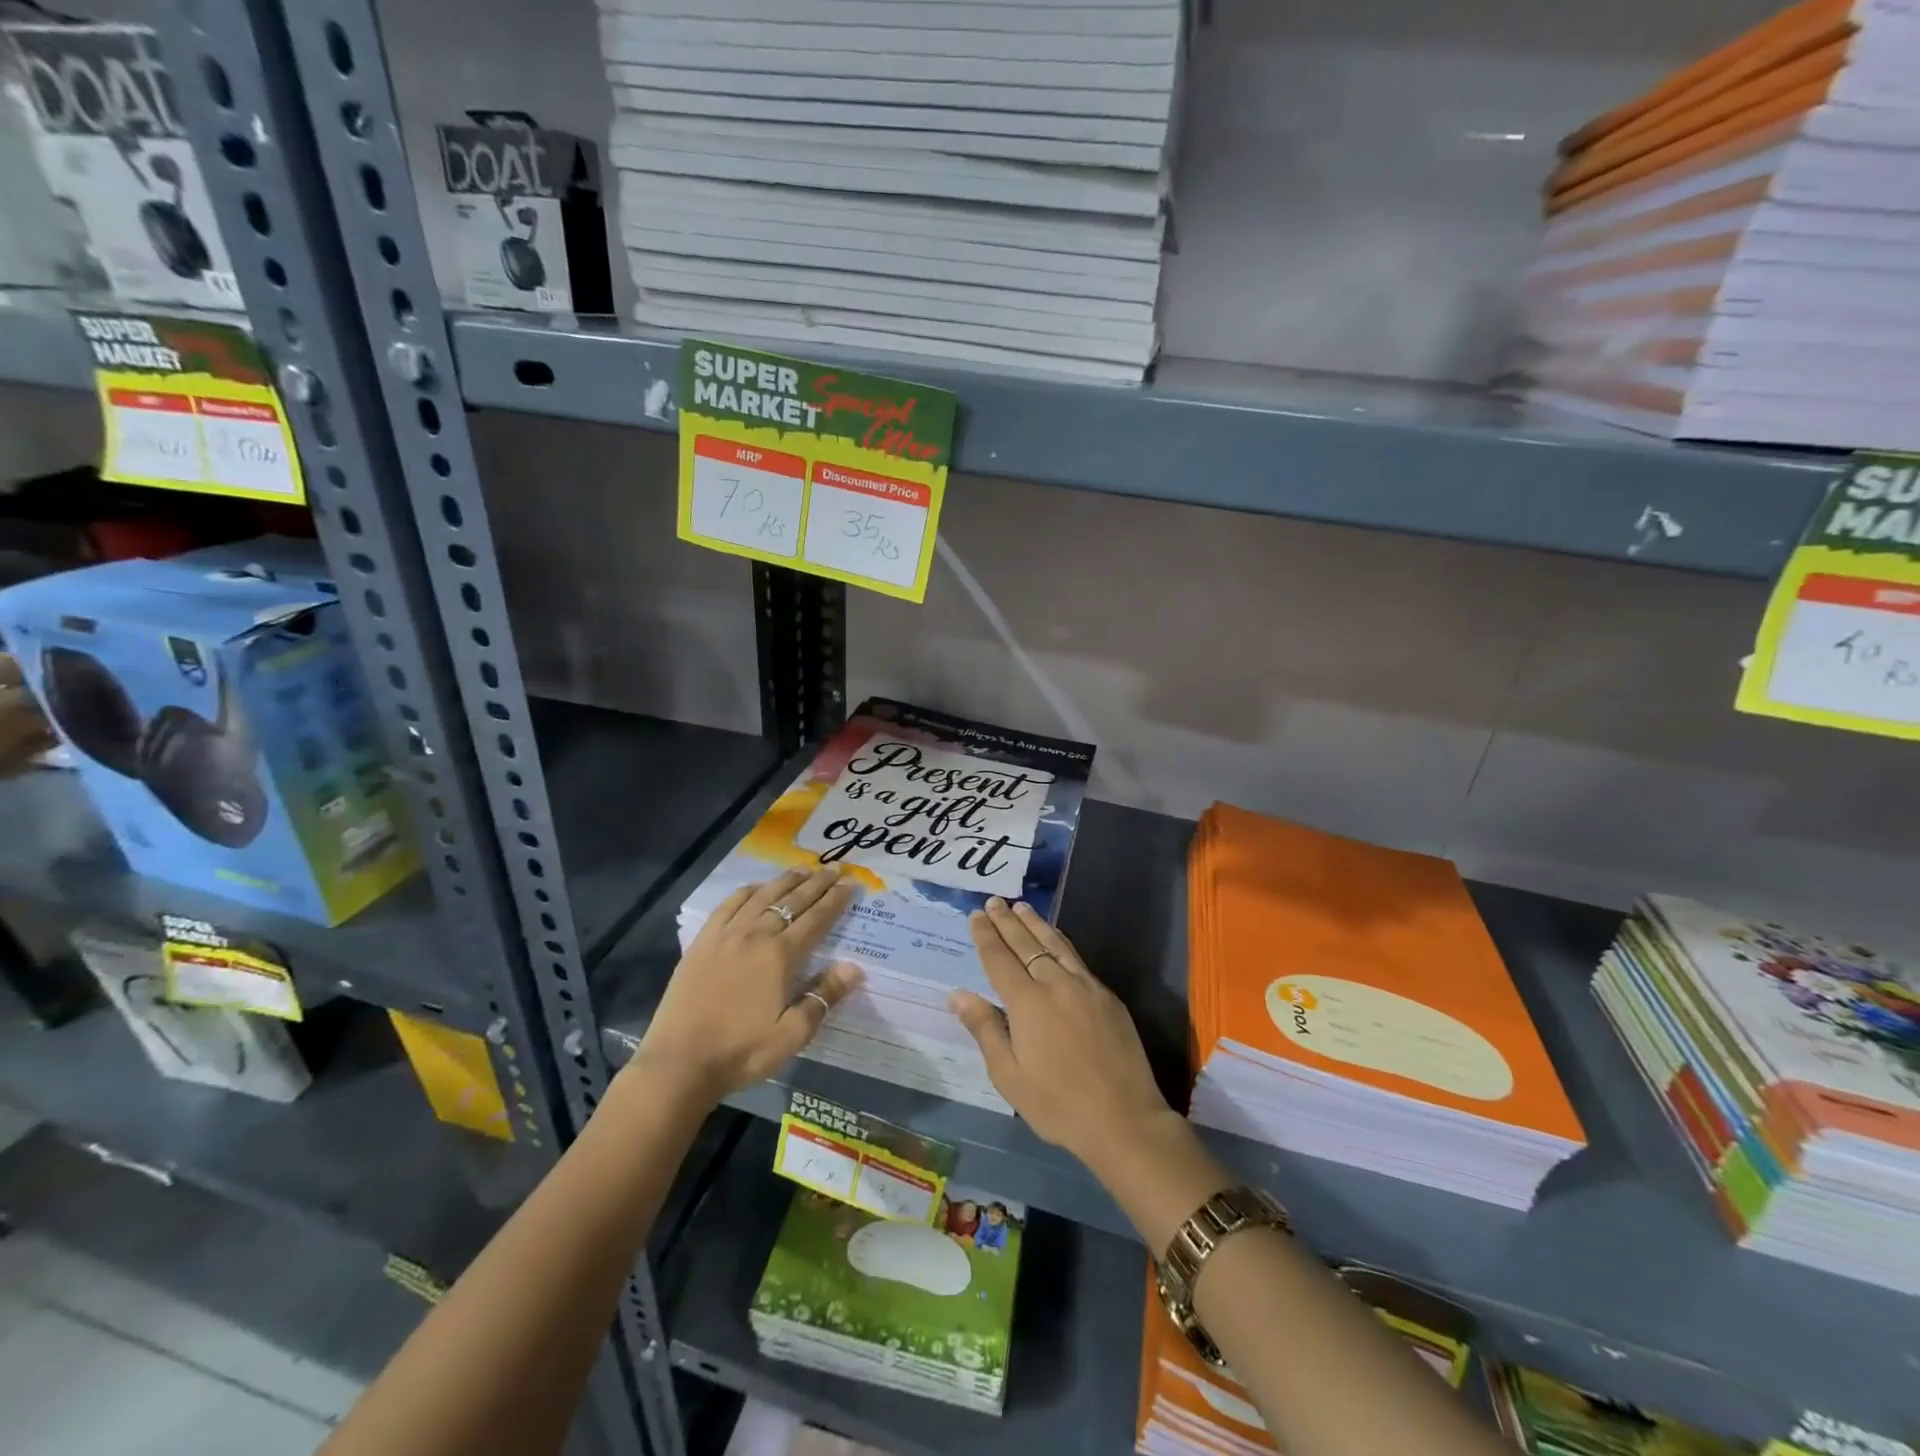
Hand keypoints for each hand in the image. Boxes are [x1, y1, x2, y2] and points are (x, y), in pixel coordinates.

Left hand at [634, 866, 862, 1102]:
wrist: (679, 1063)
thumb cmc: (742, 1051)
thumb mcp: (792, 1034)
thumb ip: (824, 997)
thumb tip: (854, 967)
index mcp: (780, 956)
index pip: (817, 919)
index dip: (836, 900)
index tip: (851, 883)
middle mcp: (755, 935)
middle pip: (792, 901)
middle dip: (817, 883)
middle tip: (835, 867)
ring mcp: (726, 935)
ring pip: (762, 897)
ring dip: (786, 880)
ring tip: (804, 869)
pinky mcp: (702, 942)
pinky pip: (729, 905)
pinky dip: (747, 891)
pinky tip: (757, 887)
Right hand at [950, 897, 1172, 1169]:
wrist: (1124, 1119)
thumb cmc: (1058, 1104)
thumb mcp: (1009, 1076)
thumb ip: (985, 1029)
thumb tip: (958, 994)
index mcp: (1027, 1003)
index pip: (1000, 959)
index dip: (986, 936)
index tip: (976, 915)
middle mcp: (1055, 984)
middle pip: (1026, 944)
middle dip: (1007, 922)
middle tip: (994, 901)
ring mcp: (1086, 987)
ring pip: (1055, 944)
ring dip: (1036, 924)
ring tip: (1022, 907)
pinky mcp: (1107, 996)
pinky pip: (1077, 958)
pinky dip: (1061, 941)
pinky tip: (1056, 939)